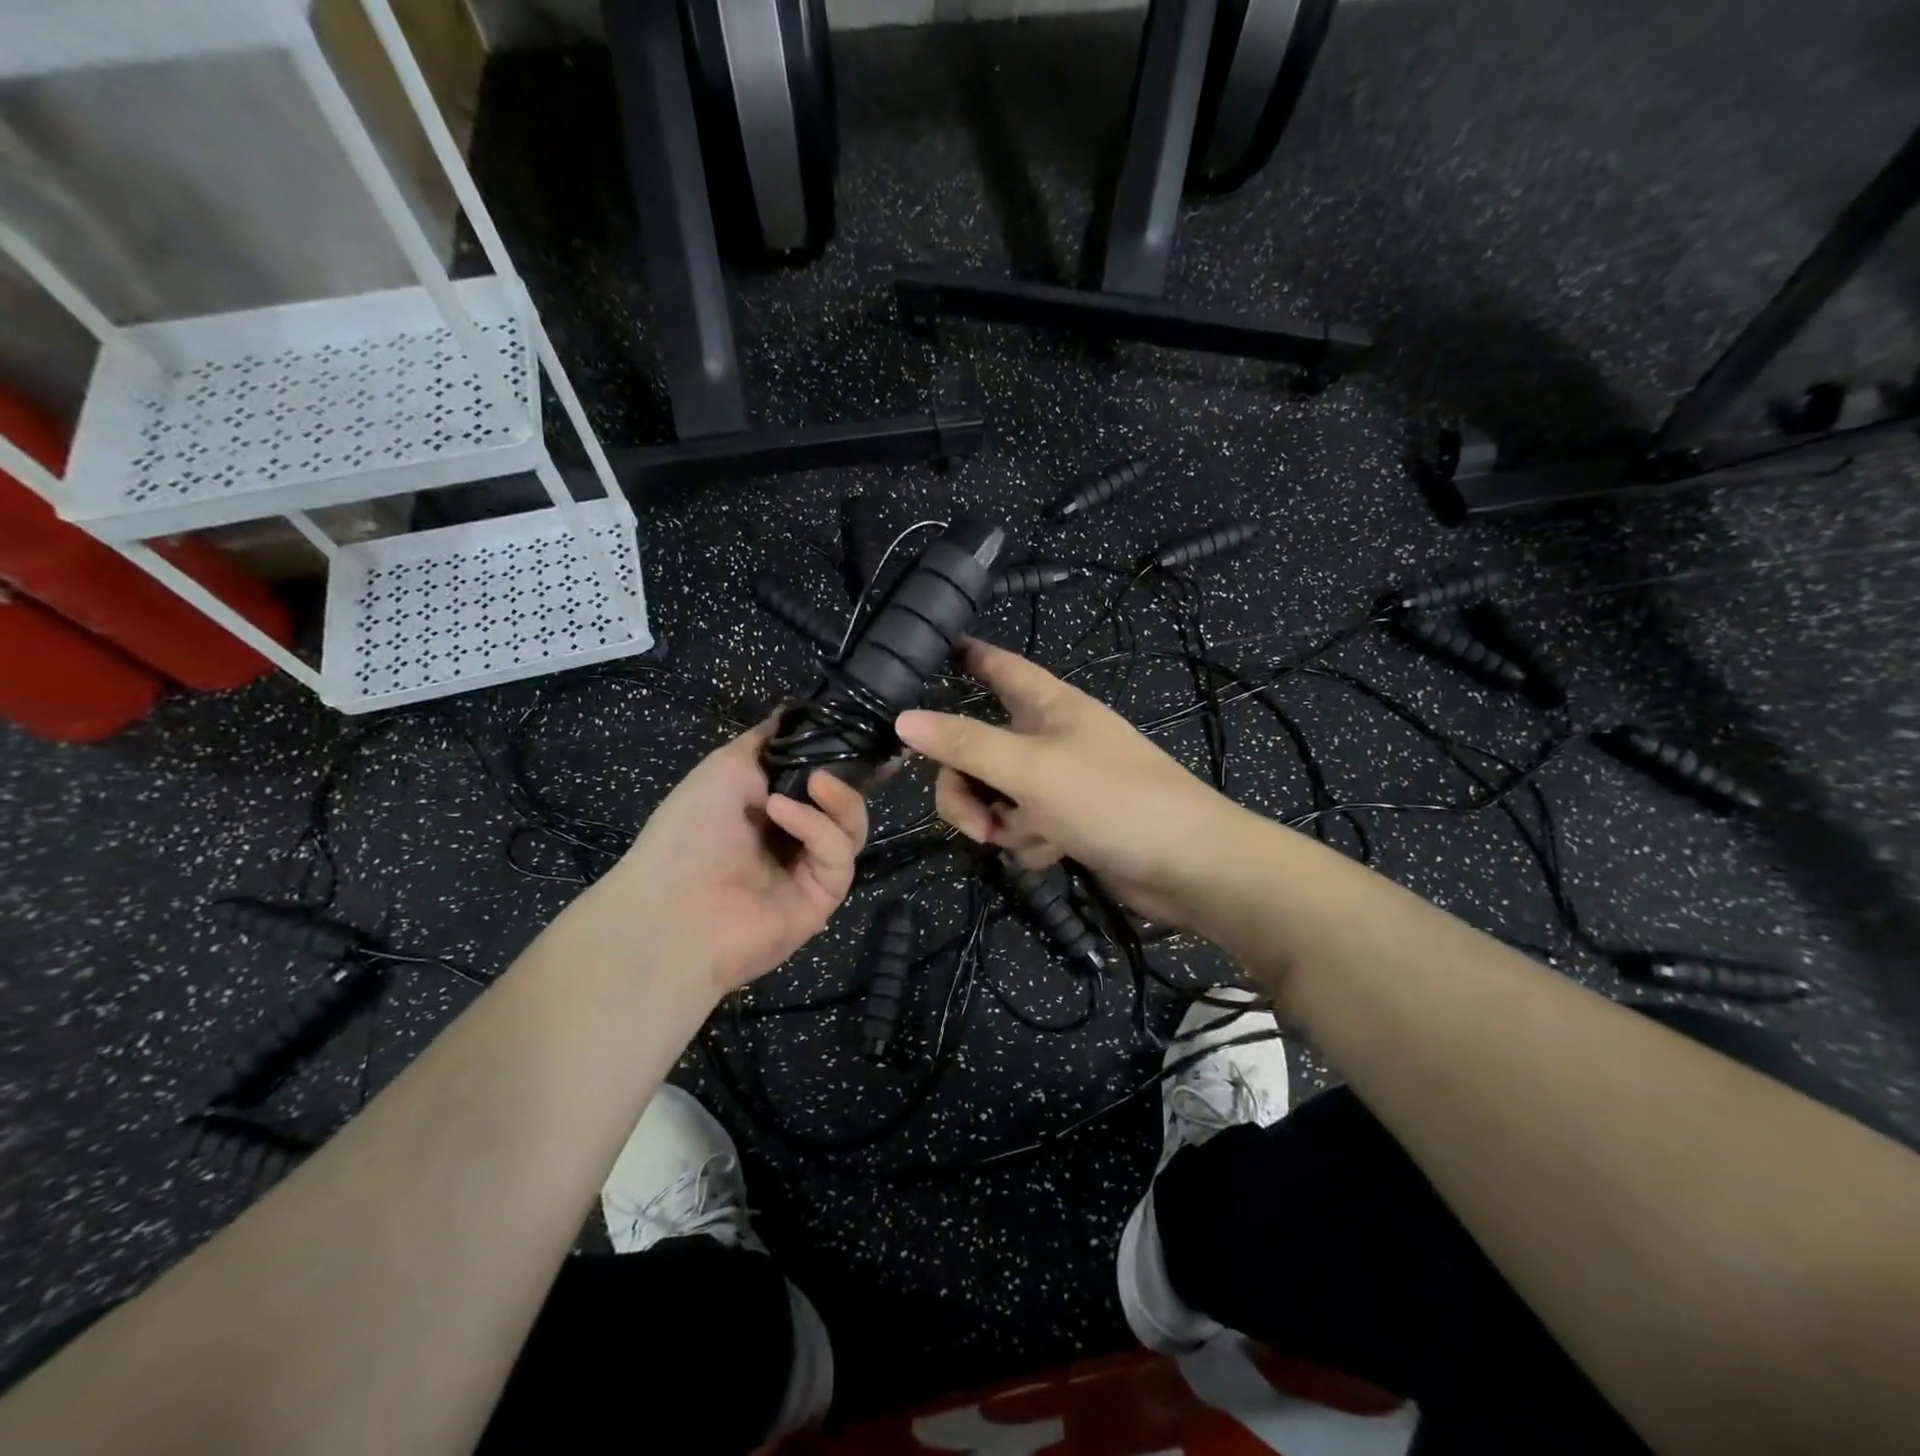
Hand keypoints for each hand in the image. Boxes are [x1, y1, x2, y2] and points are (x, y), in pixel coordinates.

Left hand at [599, 718, 868, 996]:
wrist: (672, 909)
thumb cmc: (690, 829)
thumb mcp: (725, 766)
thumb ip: (768, 740)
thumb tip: (794, 711)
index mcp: (767, 804)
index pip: (818, 774)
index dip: (838, 753)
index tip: (860, 728)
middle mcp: (792, 834)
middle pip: (844, 800)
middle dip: (848, 775)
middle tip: (846, 756)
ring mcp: (809, 867)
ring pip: (851, 825)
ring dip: (838, 798)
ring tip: (815, 783)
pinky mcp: (824, 895)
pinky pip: (838, 854)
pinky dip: (818, 828)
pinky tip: (784, 813)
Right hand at [895, 639, 1249, 932]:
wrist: (1188, 867)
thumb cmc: (1113, 800)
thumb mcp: (1031, 769)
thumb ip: (966, 744)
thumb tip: (903, 719)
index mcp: (1050, 706)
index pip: (1000, 667)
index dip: (969, 657)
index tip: (933, 652)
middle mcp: (1051, 738)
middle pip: (979, 747)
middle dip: (967, 787)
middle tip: (975, 820)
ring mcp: (1061, 782)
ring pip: (996, 793)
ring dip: (1000, 823)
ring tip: (1025, 840)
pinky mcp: (1070, 822)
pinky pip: (1024, 825)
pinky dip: (1029, 842)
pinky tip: (1053, 854)